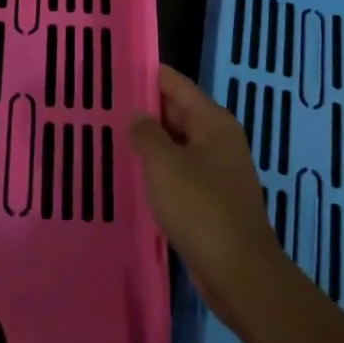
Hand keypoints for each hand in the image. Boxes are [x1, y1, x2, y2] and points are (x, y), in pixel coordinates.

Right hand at [131, 66, 293, 329]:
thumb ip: (146, 133)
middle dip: (144, 109)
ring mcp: (219, 170)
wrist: (239, 271)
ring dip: (150, 142)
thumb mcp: (164, 164)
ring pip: (178, 144)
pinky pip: (181, 172)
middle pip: (177, 112)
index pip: (175, 83)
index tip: (114, 71)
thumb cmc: (200, 207)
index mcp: (212, 121)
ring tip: (112, 137)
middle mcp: (219, 139)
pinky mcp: (214, 199)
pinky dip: (160, 170)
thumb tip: (137, 115)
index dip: (146, 75)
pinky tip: (134, 176)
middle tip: (104, 106)